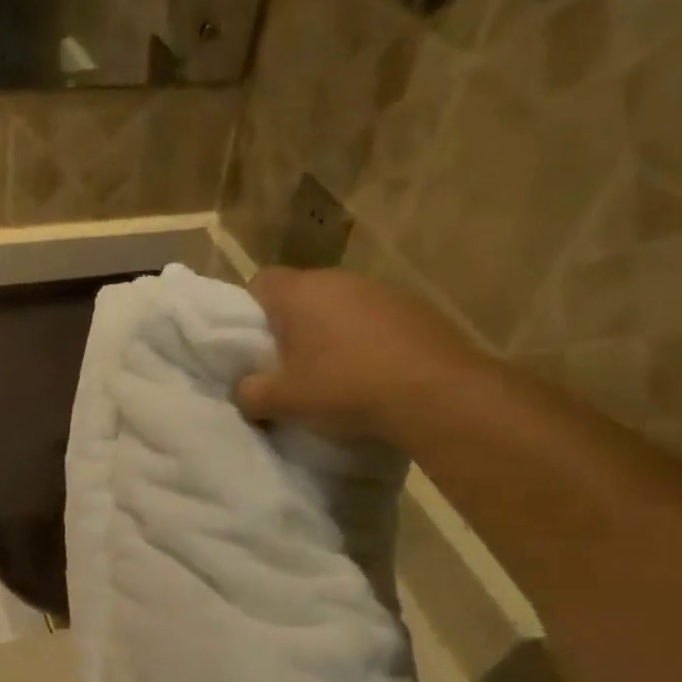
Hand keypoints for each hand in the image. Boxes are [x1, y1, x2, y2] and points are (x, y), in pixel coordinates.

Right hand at [235, 268, 486, 438]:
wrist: (437, 394)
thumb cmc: (345, 388)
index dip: (249, 311)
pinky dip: (367, 340)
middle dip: (291, 325)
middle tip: (289, 365)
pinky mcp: (415, 307)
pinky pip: (374, 319)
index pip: (260, 282)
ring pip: (340, 306)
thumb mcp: (283, 401)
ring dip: (332, 332)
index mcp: (300, 292)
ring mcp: (381, 290)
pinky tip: (373, 372)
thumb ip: (250, 393)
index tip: (253, 345)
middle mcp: (339, 279)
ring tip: (335, 373)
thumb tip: (244, 391)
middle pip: (301, 294)